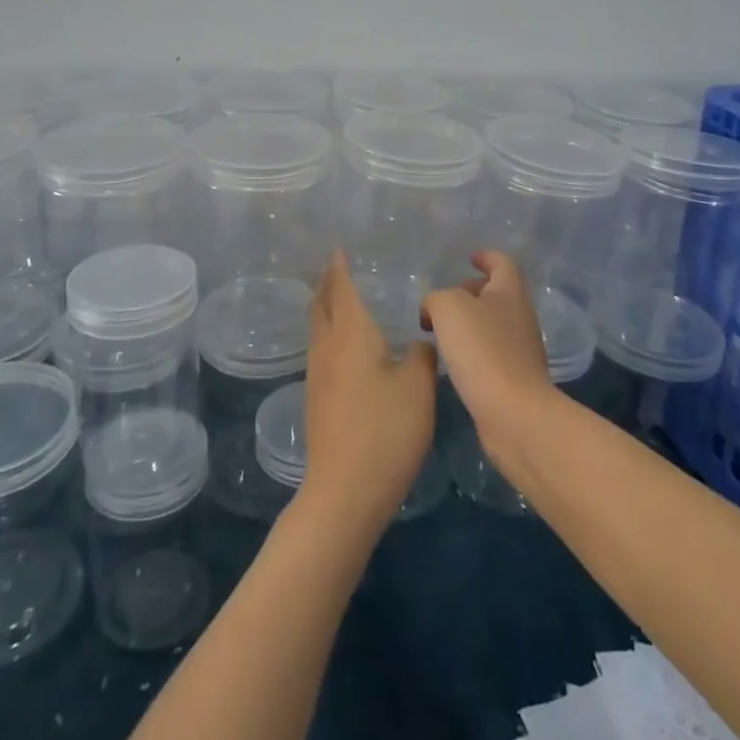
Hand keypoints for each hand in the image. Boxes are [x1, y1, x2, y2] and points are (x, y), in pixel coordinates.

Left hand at [303, 251, 436, 531]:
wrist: (344, 490)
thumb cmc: (386, 431)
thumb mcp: (418, 388)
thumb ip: (423, 357)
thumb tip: (423, 342)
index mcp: (351, 333)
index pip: (340, 288)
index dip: (338, 267)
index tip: (338, 249)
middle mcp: (327, 346)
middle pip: (320, 304)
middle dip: (326, 282)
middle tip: (336, 267)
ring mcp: (317, 374)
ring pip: (317, 327)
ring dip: (324, 307)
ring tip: (340, 299)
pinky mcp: (316, 398)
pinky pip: (320, 349)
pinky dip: (329, 332)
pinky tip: (345, 345)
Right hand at [422, 251, 557, 460]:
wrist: (514, 415)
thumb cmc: (482, 350)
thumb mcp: (448, 308)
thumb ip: (435, 298)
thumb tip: (433, 309)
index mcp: (510, 292)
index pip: (502, 263)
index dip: (486, 257)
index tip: (469, 259)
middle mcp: (520, 317)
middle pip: (497, 294)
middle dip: (471, 293)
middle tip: (443, 302)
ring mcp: (521, 350)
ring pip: (493, 325)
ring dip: (469, 324)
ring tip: (441, 333)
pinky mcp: (516, 380)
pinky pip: (492, 354)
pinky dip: (473, 351)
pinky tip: (453, 363)